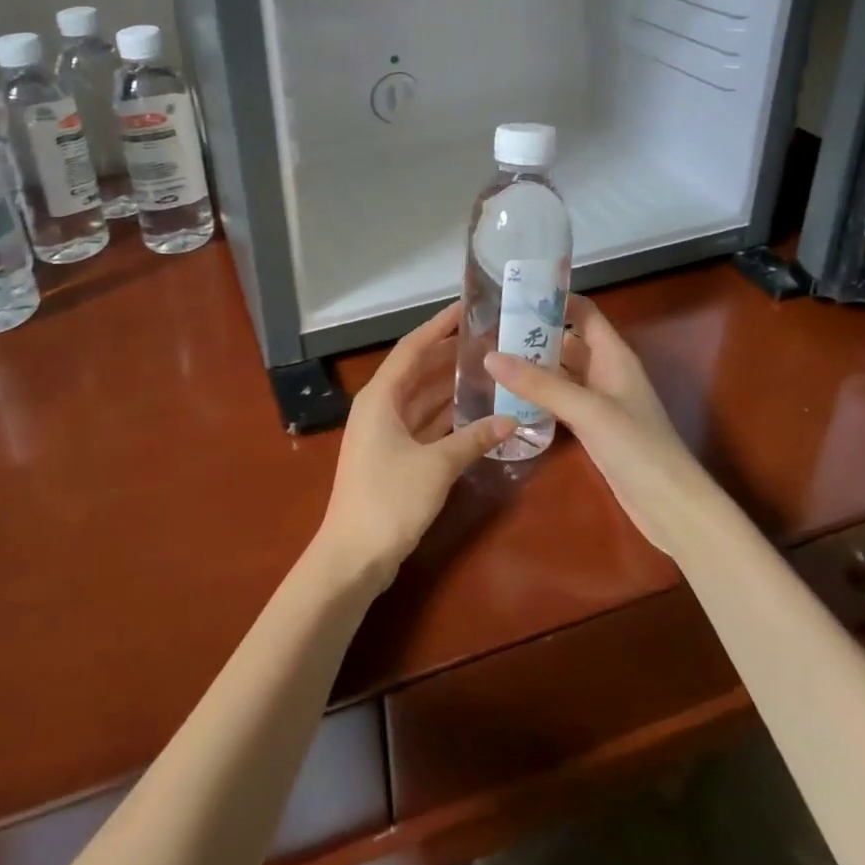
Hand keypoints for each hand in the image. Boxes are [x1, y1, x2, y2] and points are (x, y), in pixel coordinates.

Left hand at [314, 303, 513, 592]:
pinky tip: (476, 412)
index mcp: (381, 396)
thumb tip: (511, 419)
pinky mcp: (393, 456)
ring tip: (490, 369)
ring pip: (423, 398)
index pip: (413, 347)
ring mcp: (385, 433)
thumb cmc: (389, 500)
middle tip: (490, 340)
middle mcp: (380, 406)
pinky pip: (424, 423)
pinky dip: (447, 416)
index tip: (467, 307)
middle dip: (451, 355)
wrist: (353, 557)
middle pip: (419, 370)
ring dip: (451, 386)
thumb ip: (474, 439)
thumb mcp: (437, 466)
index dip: (439, 325)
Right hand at [486, 295, 712, 554]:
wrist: (670, 506)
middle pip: (567, 340)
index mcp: (613, 355)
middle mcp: (606, 371)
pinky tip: (509, 398)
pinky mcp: (592, 427)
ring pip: (561, 372)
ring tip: (490, 358)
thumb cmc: (637, 447)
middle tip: (489, 330)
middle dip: (533, 333)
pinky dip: (538, 395)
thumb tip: (490, 356)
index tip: (513, 295)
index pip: (583, 312)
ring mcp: (599, 400)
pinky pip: (560, 400)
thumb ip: (539, 384)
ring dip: (533, 365)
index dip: (554, 299)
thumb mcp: (586, 410)